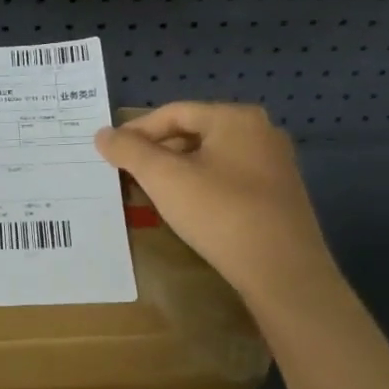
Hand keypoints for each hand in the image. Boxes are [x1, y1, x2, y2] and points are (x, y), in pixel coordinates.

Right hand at [95, 103, 333, 306]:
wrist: (285, 275)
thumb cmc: (221, 214)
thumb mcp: (165, 179)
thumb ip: (130, 151)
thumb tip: (102, 134)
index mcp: (236, 118)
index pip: (174, 113)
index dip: (138, 130)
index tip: (111, 152)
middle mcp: (261, 132)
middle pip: (194, 132)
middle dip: (158, 151)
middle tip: (129, 172)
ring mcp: (276, 165)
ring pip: (212, 157)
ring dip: (179, 170)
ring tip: (152, 191)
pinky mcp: (281, 196)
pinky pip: (231, 178)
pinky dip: (203, 186)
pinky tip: (189, 209)